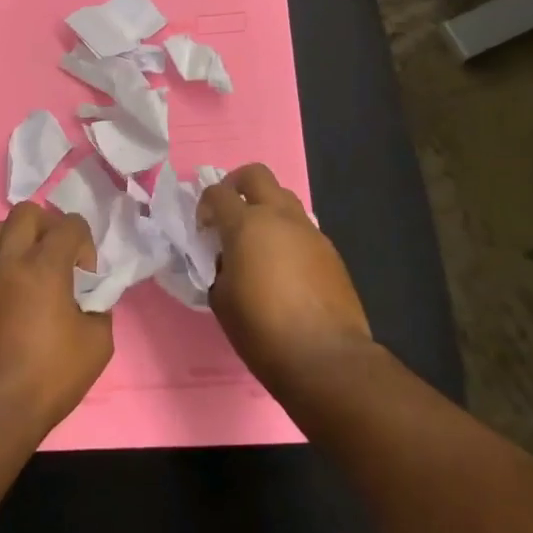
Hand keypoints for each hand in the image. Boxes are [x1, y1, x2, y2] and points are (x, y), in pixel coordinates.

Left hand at [0, 202, 113, 447]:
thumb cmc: (48, 378)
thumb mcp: (96, 345)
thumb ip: (98, 308)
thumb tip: (89, 298)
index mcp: (43, 266)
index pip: (69, 224)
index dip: (86, 243)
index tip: (87, 275)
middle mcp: (6, 261)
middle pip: (26, 212)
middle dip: (49, 227)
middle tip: (59, 259)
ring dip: (20, 242)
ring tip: (32, 275)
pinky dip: (1, 272)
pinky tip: (10, 306)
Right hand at [198, 163, 375, 388]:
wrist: (324, 357)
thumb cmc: (261, 329)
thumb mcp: (220, 298)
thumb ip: (217, 266)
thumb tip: (225, 257)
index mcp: (246, 225)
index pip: (217, 193)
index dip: (204, 206)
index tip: (202, 230)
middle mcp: (280, 217)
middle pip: (256, 175)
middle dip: (236, 185)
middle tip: (227, 213)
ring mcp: (309, 231)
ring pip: (283, 197)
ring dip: (265, 208)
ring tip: (256, 241)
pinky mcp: (329, 250)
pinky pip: (302, 227)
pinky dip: (286, 233)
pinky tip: (282, 266)